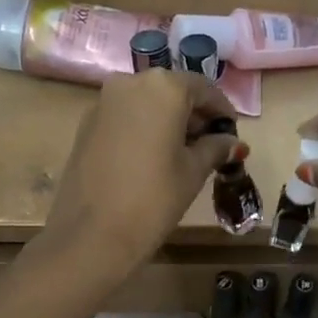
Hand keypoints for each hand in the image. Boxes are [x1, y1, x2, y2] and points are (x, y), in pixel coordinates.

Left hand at [42, 71, 243, 280]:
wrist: (92, 235)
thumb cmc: (154, 198)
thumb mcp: (193, 172)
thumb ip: (215, 148)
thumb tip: (231, 142)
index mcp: (163, 87)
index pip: (203, 88)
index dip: (222, 110)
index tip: (232, 133)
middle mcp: (130, 83)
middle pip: (172, 92)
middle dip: (193, 116)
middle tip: (210, 145)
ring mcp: (103, 103)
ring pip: (146, 104)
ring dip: (167, 122)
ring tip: (182, 155)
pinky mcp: (85, 125)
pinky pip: (125, 118)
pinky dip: (143, 130)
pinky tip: (152, 159)